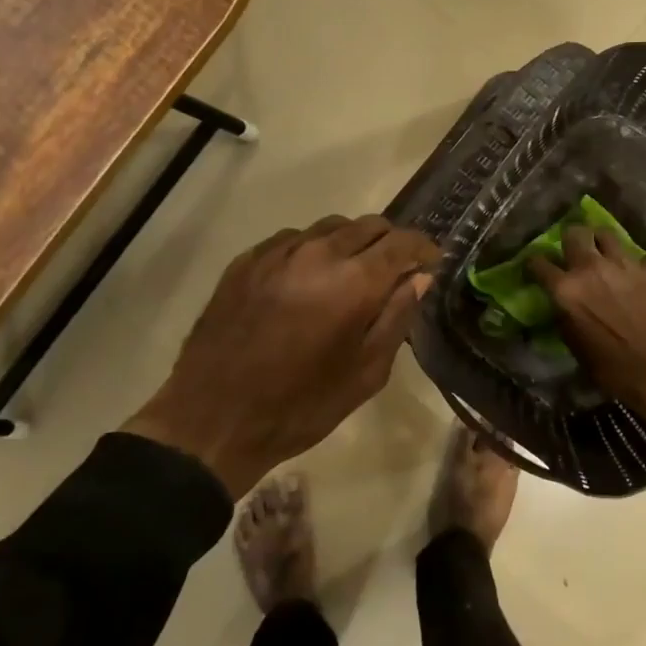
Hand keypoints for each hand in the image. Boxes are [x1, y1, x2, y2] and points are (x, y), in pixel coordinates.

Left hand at [124, 216, 440, 496]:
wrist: (212, 420)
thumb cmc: (301, 406)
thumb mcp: (366, 373)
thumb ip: (397, 317)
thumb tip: (419, 278)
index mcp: (354, 282)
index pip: (401, 242)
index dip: (423, 248)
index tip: (432, 262)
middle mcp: (317, 253)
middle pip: (368, 225)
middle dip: (390, 242)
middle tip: (395, 271)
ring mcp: (277, 253)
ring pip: (330, 227)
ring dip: (352, 243)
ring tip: (352, 274)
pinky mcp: (246, 261)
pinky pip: (293, 239)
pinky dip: (314, 250)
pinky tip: (309, 280)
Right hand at [527, 226, 645, 439]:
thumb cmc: (614, 370)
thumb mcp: (576, 348)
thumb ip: (566, 317)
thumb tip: (563, 305)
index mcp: (567, 289)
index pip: (538, 263)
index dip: (535, 264)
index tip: (537, 268)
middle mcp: (592, 268)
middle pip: (574, 233)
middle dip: (571, 240)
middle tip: (575, 251)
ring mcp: (625, 264)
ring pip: (607, 235)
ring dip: (603, 244)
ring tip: (606, 255)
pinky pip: (643, 258)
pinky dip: (641, 267)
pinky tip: (643, 278)